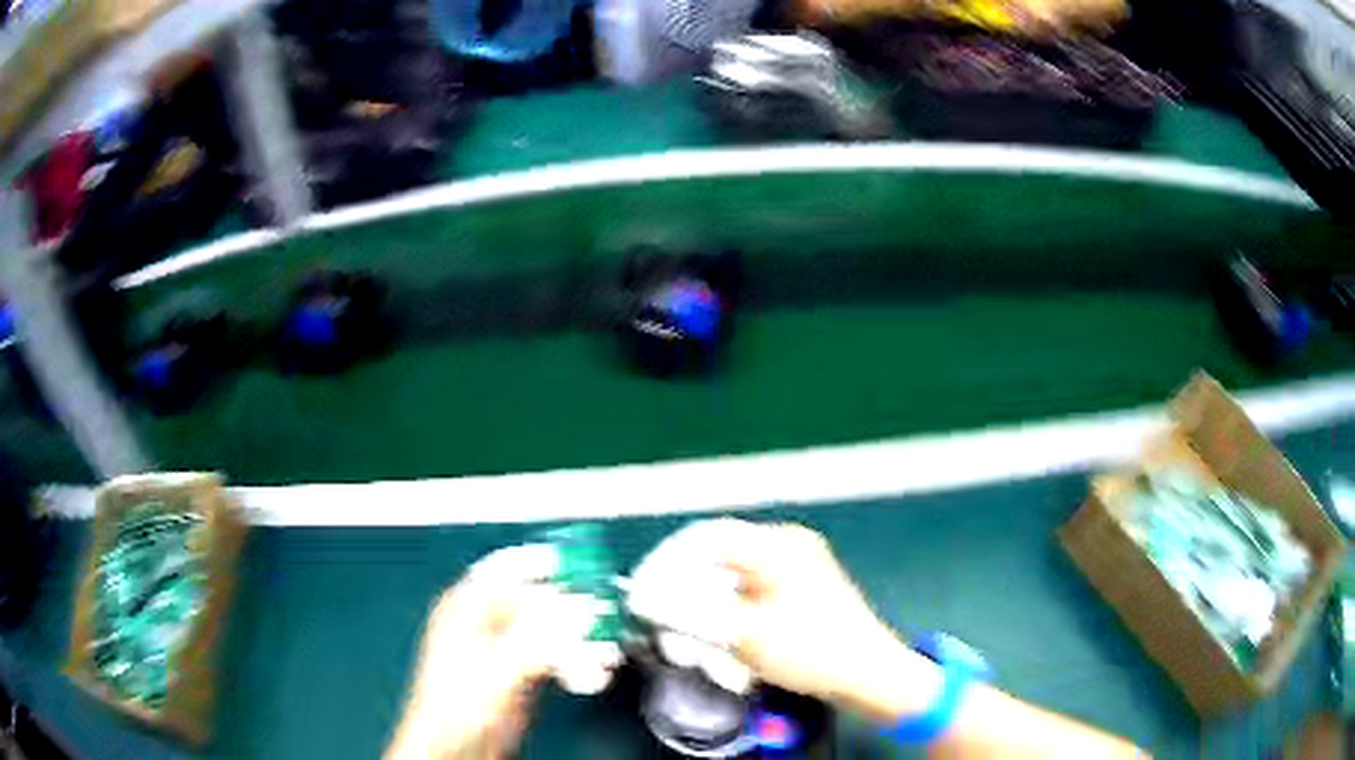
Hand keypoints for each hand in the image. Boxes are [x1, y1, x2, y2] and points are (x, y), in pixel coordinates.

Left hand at [386, 546, 618, 759]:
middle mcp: (486, 623)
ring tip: (604, 653)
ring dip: (581, 640)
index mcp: (466, 607)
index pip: (509, 568)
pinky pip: (556, 655)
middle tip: (603, 617)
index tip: (582, 565)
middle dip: (573, 610)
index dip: (545, 564)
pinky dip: (575, 661)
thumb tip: (578, 612)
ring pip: (552, 630)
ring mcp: (505, 648)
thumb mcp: (499, 667)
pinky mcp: (521, 672)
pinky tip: (589, 674)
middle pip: (538, 601)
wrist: (457, 747)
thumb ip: (540, 637)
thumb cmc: (454, 708)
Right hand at [628, 519, 938, 719]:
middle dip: (685, 601)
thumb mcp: (743, 633)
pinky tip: (722, 655)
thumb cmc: (812, 650)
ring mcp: (791, 576)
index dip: (666, 562)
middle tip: (666, 631)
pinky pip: (745, 606)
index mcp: (777, 546)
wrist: (868, 677)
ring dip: (704, 621)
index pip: (705, 538)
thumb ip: (686, 613)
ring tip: (693, 651)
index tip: (642, 591)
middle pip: (714, 565)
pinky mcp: (794, 601)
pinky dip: (726, 628)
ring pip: (727, 590)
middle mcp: (784, 551)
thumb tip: (642, 597)